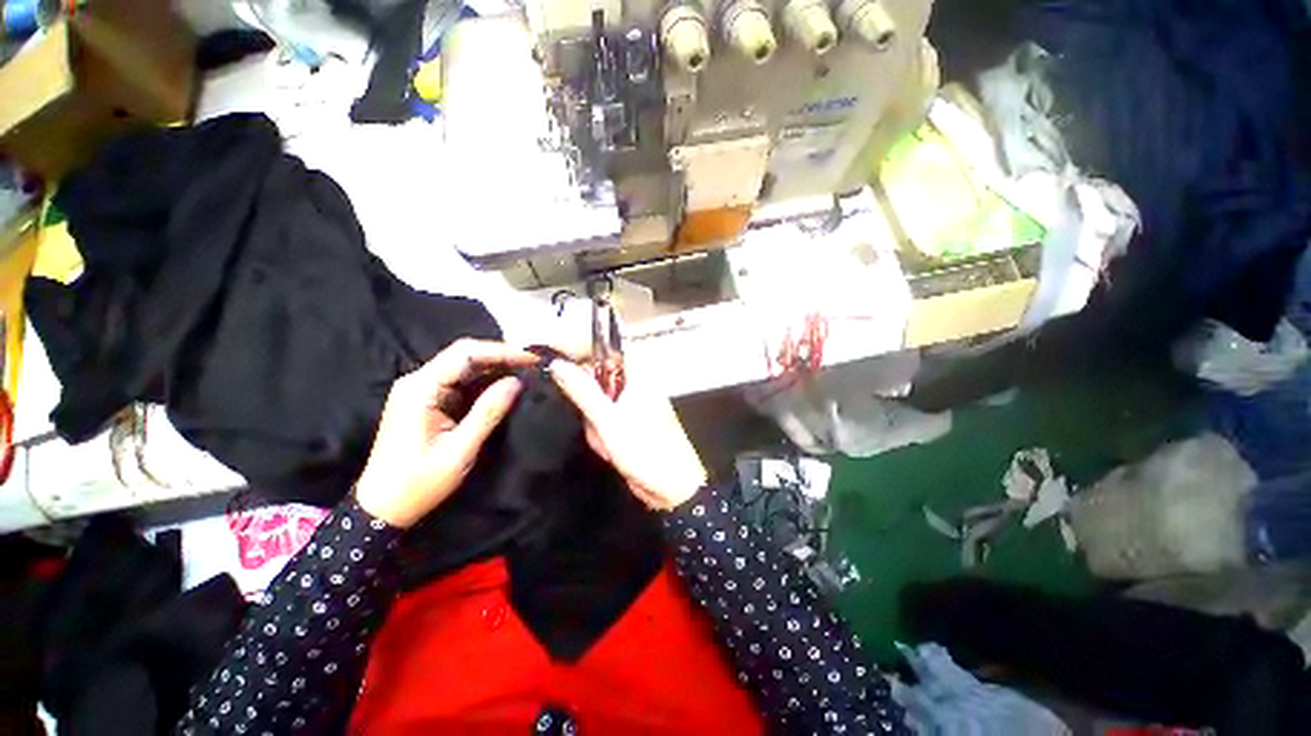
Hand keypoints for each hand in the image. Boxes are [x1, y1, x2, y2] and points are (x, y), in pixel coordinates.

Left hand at [354, 340, 537, 527]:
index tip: (533, 358)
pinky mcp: (427, 400)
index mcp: (421, 389)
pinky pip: (460, 381)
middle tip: (534, 364)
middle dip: (501, 356)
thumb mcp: (460, 449)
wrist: (382, 507)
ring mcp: (421, 390)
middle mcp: (418, 381)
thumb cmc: (419, 481)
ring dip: (495, 367)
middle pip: (464, 355)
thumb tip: (517, 381)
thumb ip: (489, 412)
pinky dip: (485, 381)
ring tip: (526, 372)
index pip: (465, 354)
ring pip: (464, 366)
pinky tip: (505, 385)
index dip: (502, 351)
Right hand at [550, 359, 706, 509]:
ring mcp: (631, 404)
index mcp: (637, 374)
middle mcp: (635, 384)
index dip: (578, 354)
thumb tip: (559, 365)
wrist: (672, 488)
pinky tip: (613, 449)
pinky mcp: (627, 422)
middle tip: (597, 423)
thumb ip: (582, 391)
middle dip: (589, 405)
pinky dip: (602, 435)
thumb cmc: (648, 451)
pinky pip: (602, 421)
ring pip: (595, 404)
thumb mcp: (608, 420)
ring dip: (596, 425)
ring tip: (610, 441)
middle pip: (595, 380)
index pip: (602, 349)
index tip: (557, 366)